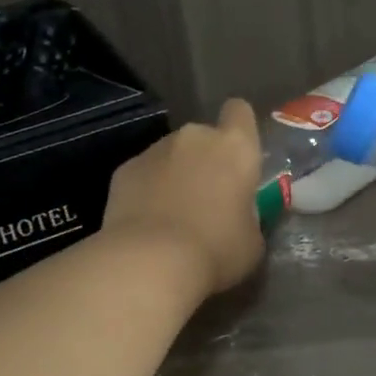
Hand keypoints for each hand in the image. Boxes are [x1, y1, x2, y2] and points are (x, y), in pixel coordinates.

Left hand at [101, 99, 265, 297]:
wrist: (150, 263)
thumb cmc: (216, 250)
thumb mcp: (252, 241)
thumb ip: (248, 215)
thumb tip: (238, 215)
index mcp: (235, 149)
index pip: (240, 112)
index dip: (240, 129)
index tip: (239, 156)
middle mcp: (194, 138)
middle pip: (203, 137)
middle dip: (205, 160)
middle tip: (208, 199)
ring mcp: (155, 150)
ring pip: (171, 155)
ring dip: (176, 176)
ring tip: (174, 216)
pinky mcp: (124, 169)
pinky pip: (144, 174)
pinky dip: (148, 191)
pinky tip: (148, 223)